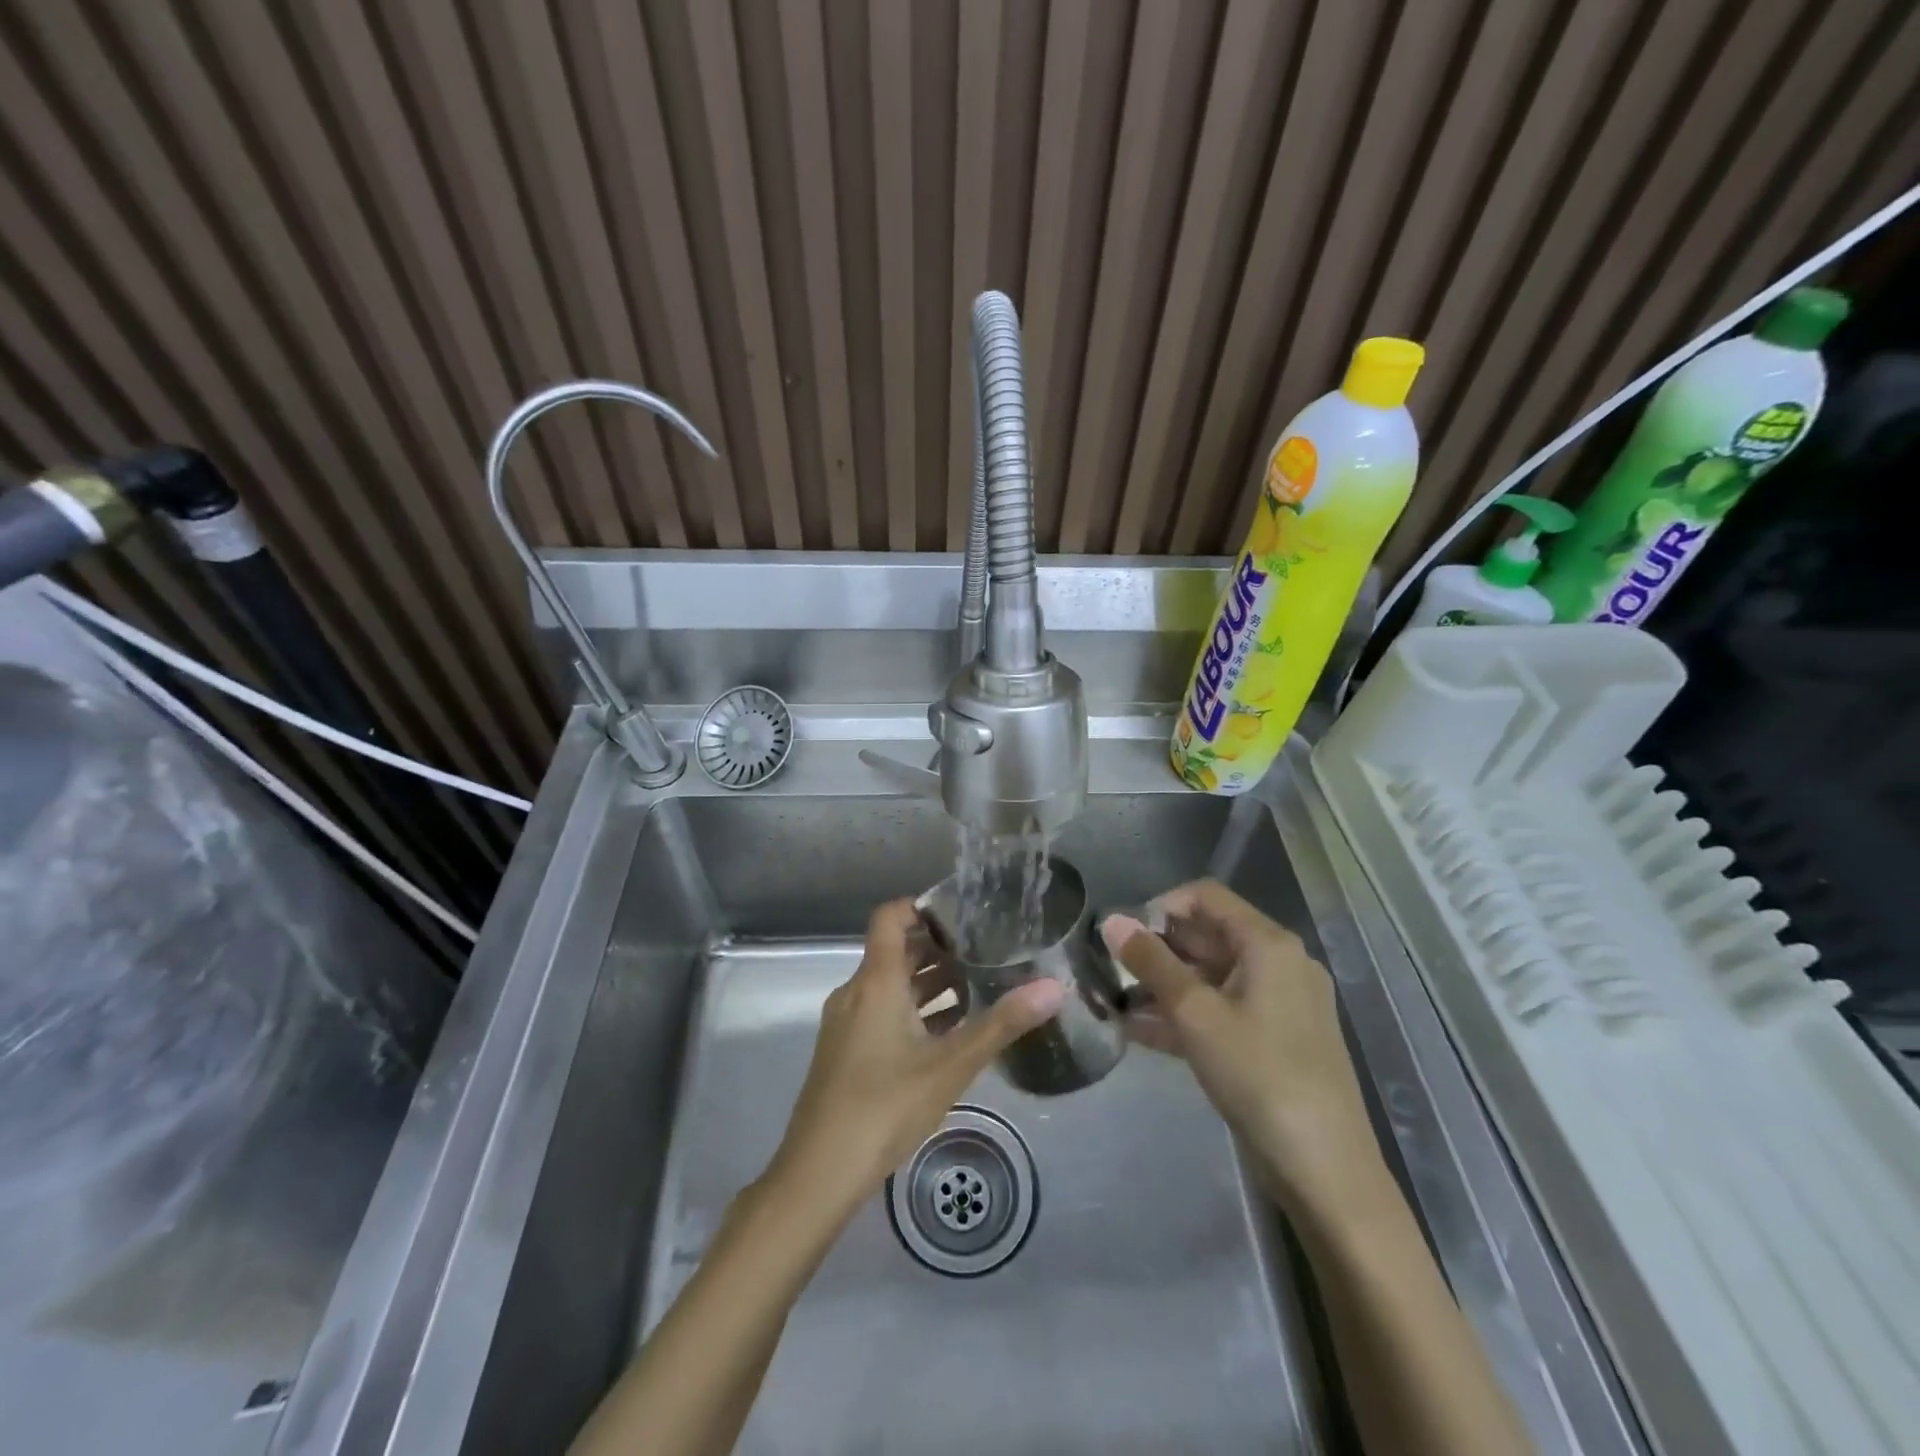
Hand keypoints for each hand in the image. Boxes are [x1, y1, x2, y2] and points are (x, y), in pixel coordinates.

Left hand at [765, 900, 1064, 1221]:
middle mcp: (856, 992)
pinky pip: (882, 1011)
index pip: (890, 917)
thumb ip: (1002, 1024)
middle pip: (895, 950)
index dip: (922, 906)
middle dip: (938, 946)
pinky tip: (947, 1031)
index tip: (963, 912)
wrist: (818, 1174)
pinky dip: (913, 1009)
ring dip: (928, 981)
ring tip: (977, 984)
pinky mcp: (845, 1050)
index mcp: (876, 982)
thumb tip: (1054, 987)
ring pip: (890, 984)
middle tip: (985, 948)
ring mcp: (847, 1023)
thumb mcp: (950, 1066)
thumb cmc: (884, 1107)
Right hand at [1101, 880, 1378, 1214]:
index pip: (1206, 897)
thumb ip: (1151, 963)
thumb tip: (1112, 920)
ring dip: (1165, 985)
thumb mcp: (1195, 1014)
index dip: (1161, 906)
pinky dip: (1185, 1015)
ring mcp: (1279, 1004)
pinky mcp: (1274, 1040)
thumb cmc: (1258, 1074)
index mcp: (1268, 944)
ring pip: (1211, 977)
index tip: (1124, 934)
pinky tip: (1139, 1031)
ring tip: (1115, 1001)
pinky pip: (1222, 1011)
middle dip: (1157, 949)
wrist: (1324, 1169)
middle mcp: (1278, 964)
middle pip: (1208, 936)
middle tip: (1112, 969)